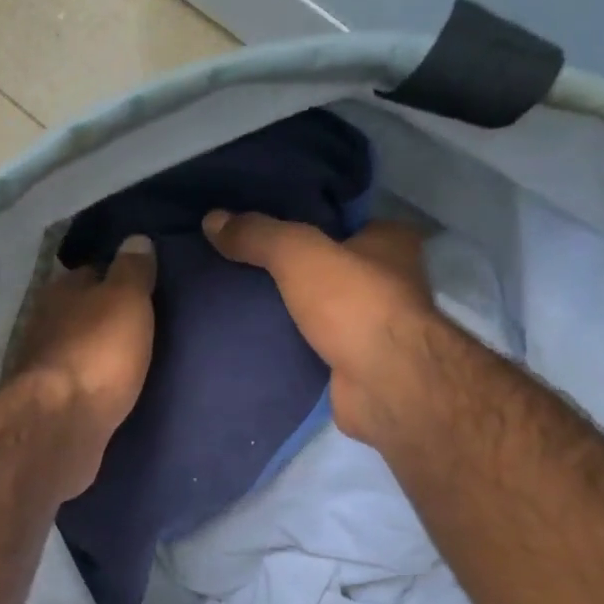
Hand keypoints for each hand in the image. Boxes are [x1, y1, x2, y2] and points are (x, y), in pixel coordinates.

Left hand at [8, 234, 157, 485]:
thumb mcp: (126, 300)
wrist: (63, 425)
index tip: (145, 283)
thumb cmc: (98, 353)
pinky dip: (96, 383)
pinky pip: (81, 384)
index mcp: (62, 291)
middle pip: (82, 311)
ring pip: (80, 348)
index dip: (118, 275)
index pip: (92, 271)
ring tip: (136, 357)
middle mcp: (46, 323)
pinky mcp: (52, 405)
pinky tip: (117, 388)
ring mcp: (46, 366)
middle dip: (107, 316)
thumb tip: (136, 238)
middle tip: (145, 323)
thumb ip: (132, 270)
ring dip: (101, 352)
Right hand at [203, 211, 442, 447]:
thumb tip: (211, 219)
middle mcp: (391, 281)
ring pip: (323, 309)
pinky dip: (293, 345)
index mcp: (391, 241)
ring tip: (240, 303)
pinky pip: (317, 346)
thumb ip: (258, 235)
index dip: (304, 223)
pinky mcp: (358, 364)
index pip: (342, 222)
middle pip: (330, 267)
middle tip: (243, 267)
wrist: (385, 384)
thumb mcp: (298, 254)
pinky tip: (258, 341)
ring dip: (291, 311)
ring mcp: (376, 327)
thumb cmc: (355, 304)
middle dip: (293, 271)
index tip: (262, 230)